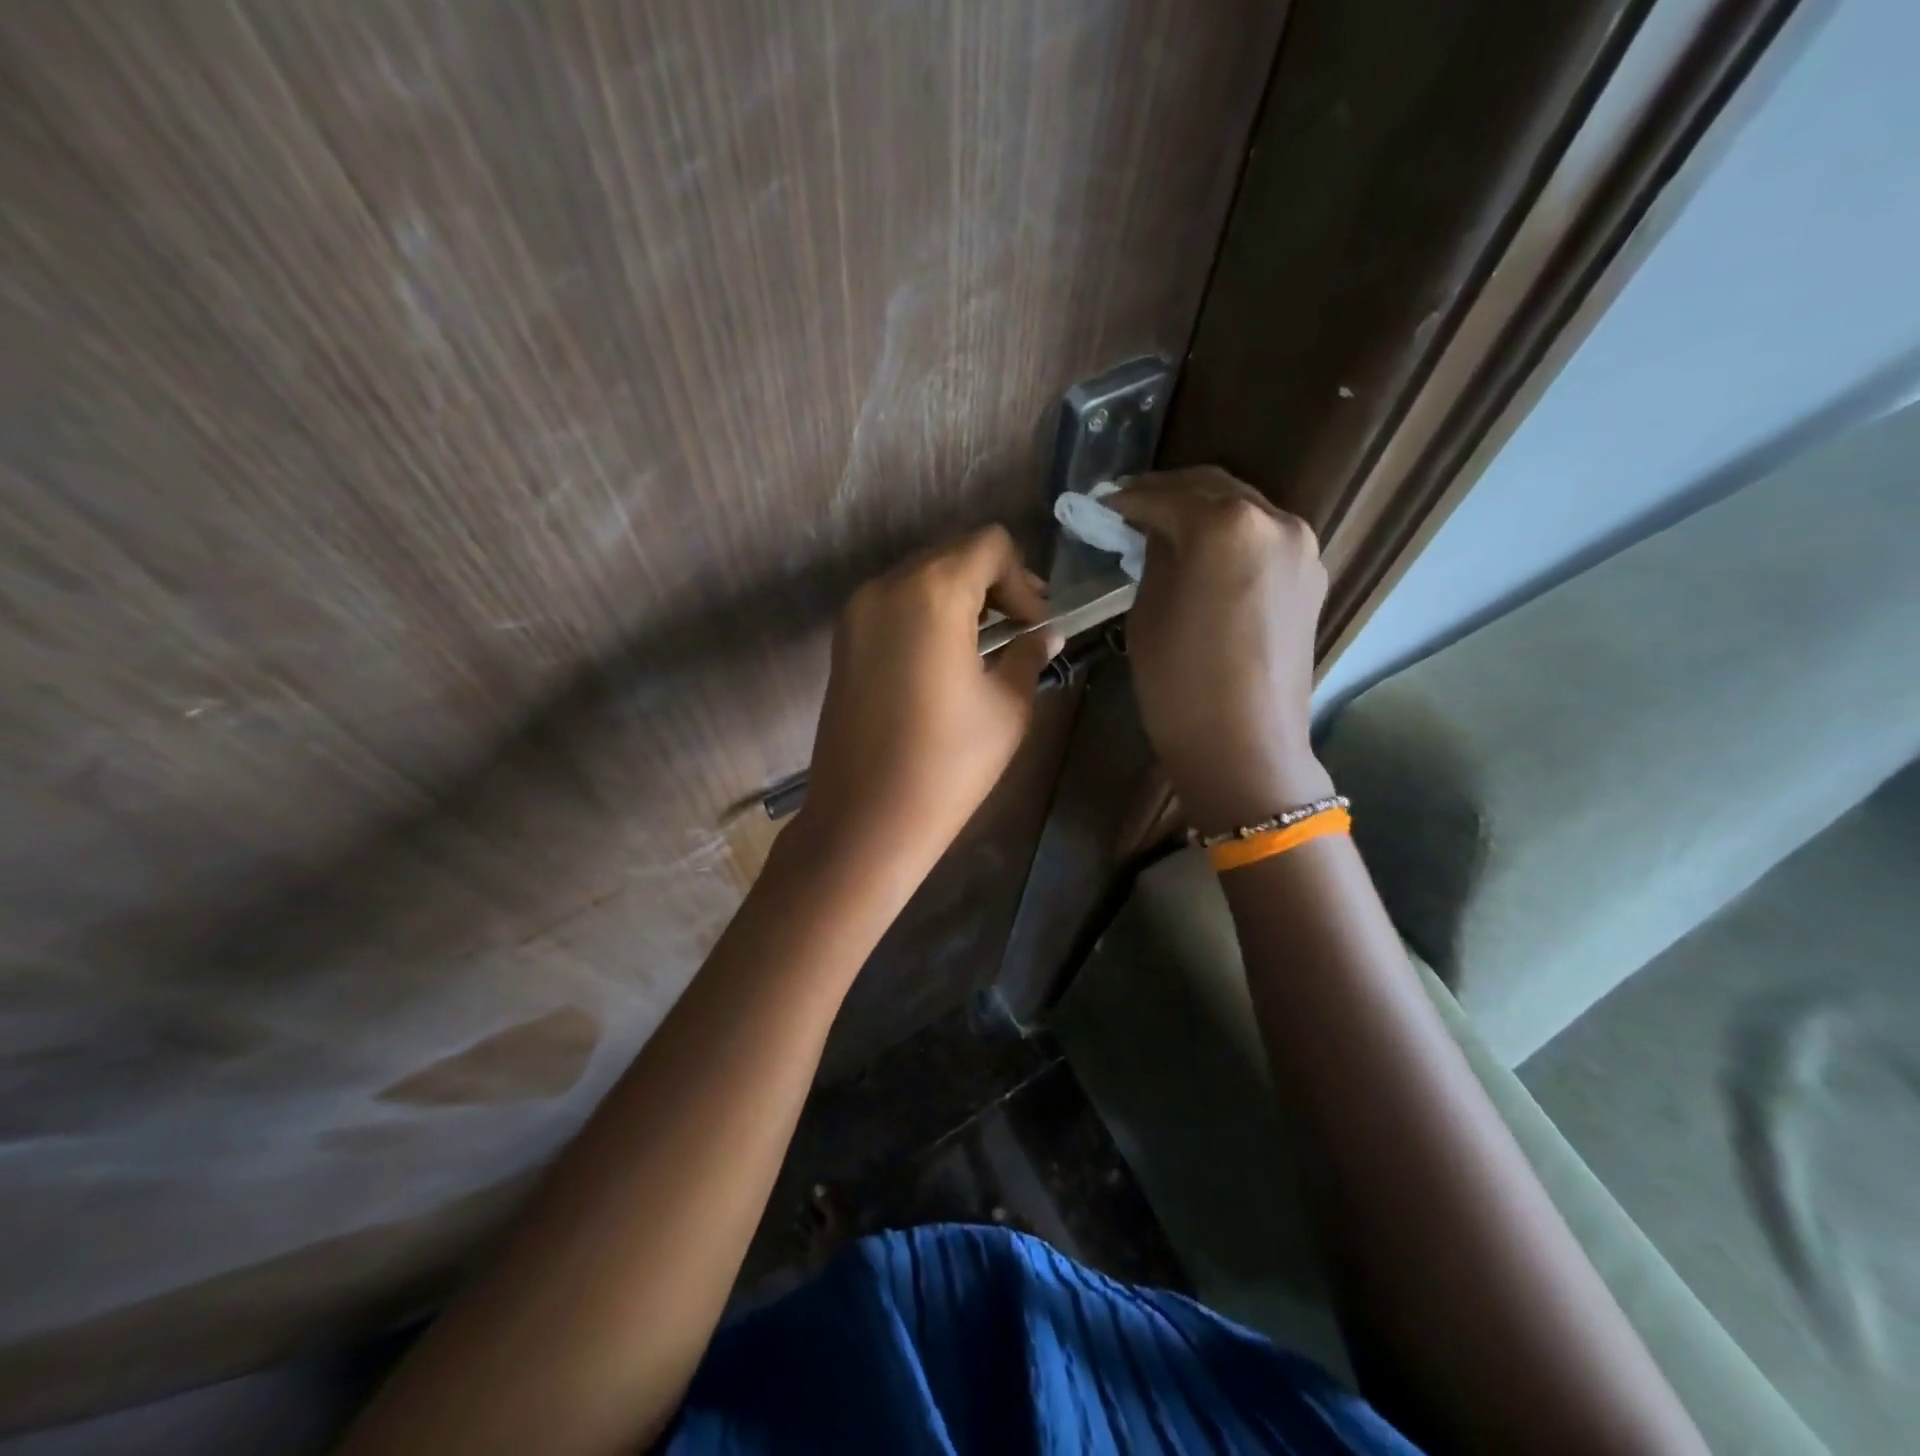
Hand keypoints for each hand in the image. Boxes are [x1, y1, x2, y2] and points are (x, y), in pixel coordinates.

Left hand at [799, 525, 1062, 878]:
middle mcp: (887, 587)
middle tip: (1018, 632)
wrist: (865, 820)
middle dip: (992, 585)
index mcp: (933, 592)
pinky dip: (925, 615)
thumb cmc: (947, 764)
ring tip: (983, 647)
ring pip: (920, 578)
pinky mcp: (842, 642)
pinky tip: (943, 661)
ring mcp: (856, 613)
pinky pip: (894, 605)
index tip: (1033, 626)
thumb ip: (1027, 655)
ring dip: (958, 598)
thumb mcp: (1007, 707)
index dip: (1022, 578)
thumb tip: (1045, 634)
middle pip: (952, 555)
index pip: (989, 545)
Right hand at [1110, 468, 1333, 833]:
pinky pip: (1263, 538)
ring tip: (1164, 530)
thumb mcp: (1148, 613)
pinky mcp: (1312, 576)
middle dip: (1167, 495)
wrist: (1245, 747)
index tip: (1101, 507)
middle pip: (1211, 488)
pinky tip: (1205, 556)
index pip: (1166, 496)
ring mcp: (1302, 547)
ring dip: (1201, 512)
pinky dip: (1230, 536)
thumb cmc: (1180, 685)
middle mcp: (1274, 521)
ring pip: (1242, 509)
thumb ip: (1154, 557)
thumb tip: (1154, 531)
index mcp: (1226, 526)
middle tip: (1129, 510)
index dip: (1127, 500)